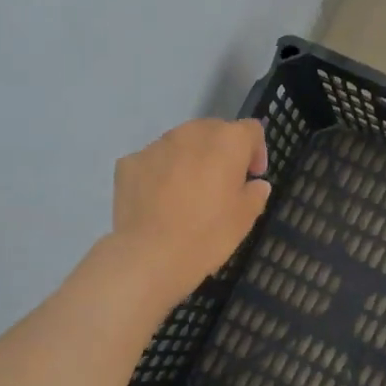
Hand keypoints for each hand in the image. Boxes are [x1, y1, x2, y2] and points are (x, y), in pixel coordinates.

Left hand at [111, 118, 271, 307]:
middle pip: (213, 131)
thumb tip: (255, 184)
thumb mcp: (245, 218)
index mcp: (227, 141)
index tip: (253, 176)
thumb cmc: (207, 235)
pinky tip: (159, 201)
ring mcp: (156, 145)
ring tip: (187, 193)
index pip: (251, 130)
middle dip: (221, 152)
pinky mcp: (129, 162)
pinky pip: (153, 161)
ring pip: (181, 144)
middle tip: (221, 184)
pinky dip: (160, 174)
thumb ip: (255, 193)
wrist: (149, 255)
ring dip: (190, 160)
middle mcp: (192, 133)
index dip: (256, 151)